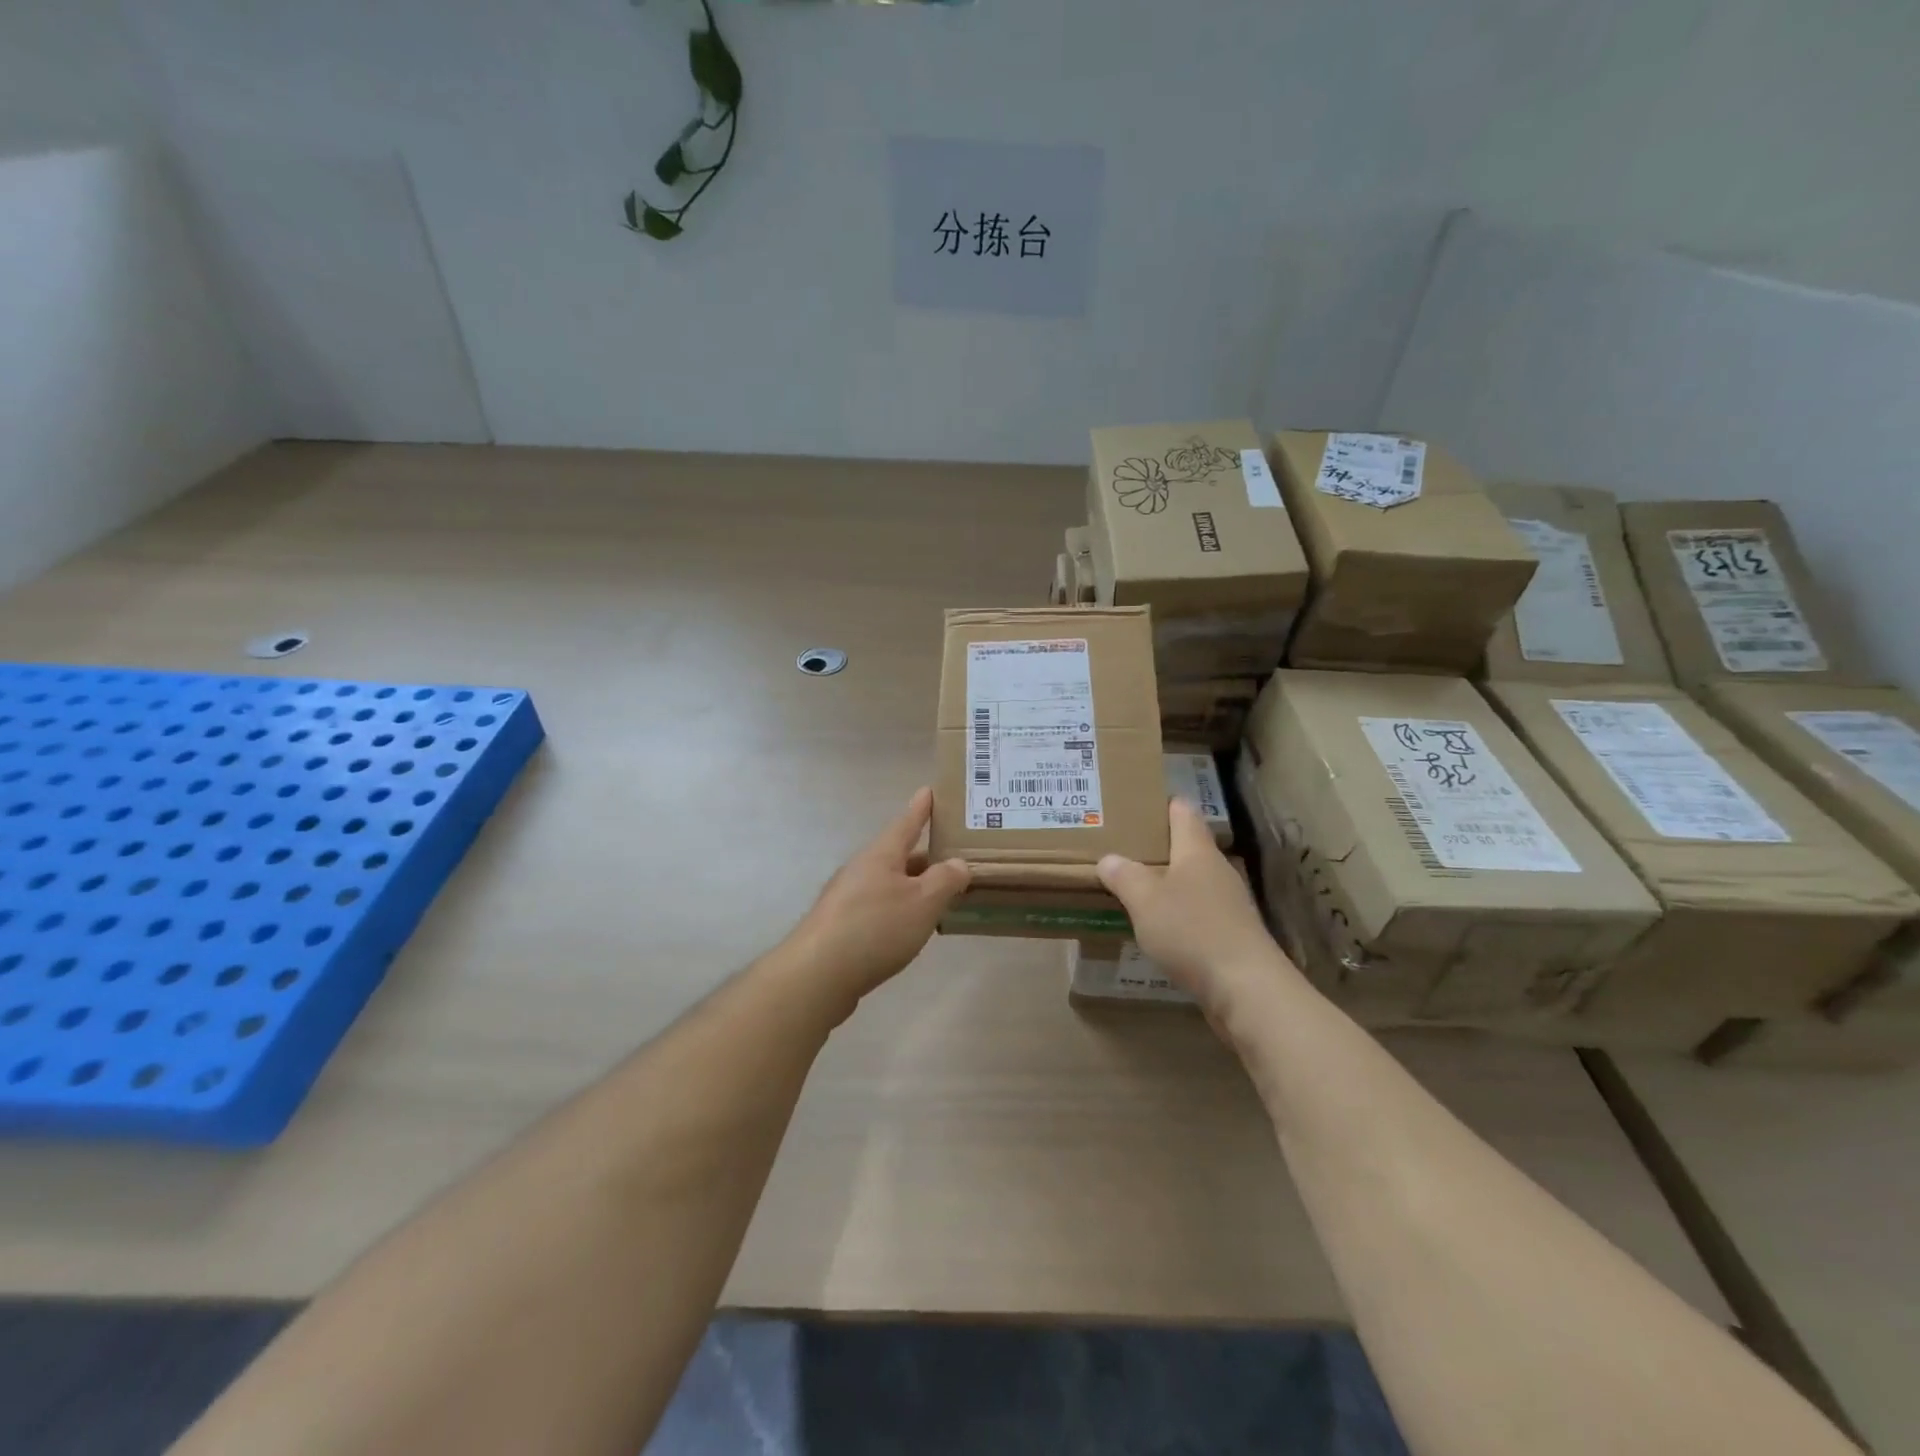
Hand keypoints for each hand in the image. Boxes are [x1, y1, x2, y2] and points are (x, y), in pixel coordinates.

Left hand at [780, 787, 969, 1014]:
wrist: (818, 974)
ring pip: (887, 884)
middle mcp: (860, 870)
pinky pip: (877, 909)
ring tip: (938, 897)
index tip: (929, 790)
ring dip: (911, 887)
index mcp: (880, 855)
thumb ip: (946, 879)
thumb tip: (957, 863)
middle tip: (952, 858)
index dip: (920, 809)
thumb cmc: (876, 928)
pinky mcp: (839, 928)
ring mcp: (845, 899)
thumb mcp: (923, 901)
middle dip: (924, 857)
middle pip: (897, 856)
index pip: (906, 823)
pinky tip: (908, 930)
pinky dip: (898, 911)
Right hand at [1097, 798, 1289, 1019]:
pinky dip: (1176, 914)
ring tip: (1130, 888)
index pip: (1182, 811)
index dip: (1161, 804)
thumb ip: (1124, 876)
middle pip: (1186, 847)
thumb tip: (1109, 860)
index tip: (1134, 805)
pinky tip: (1156, 929)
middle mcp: (1216, 870)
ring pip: (1190, 881)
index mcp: (1197, 851)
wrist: (1246, 989)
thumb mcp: (1145, 900)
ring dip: (1164, 883)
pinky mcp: (1231, 934)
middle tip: (1120, 849)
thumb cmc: (1192, 931)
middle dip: (1156, 847)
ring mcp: (1227, 903)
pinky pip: (1196, 913)